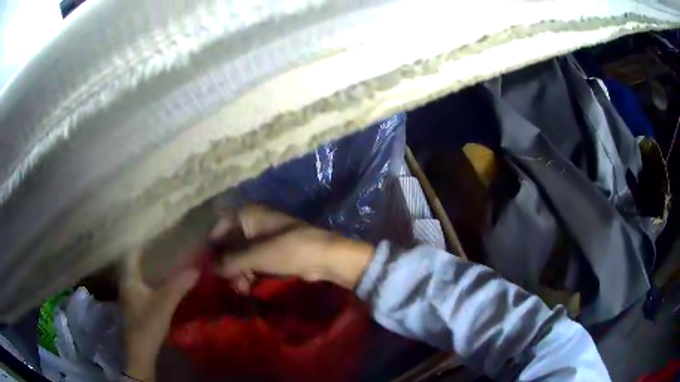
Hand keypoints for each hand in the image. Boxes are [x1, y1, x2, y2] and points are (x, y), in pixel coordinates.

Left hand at [119, 250, 198, 380]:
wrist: (141, 350)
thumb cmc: (147, 323)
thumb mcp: (164, 304)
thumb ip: (178, 286)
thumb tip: (196, 269)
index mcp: (129, 279)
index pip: (131, 254)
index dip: (141, 244)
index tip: (156, 237)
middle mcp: (126, 285)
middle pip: (134, 264)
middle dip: (147, 256)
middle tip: (163, 248)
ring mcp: (130, 297)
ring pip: (138, 277)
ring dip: (148, 269)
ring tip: (164, 263)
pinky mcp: (135, 307)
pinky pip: (141, 287)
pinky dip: (150, 282)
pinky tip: (160, 285)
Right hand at [213, 205, 374, 291]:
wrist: (324, 257)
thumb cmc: (288, 250)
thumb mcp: (255, 255)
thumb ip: (230, 261)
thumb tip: (212, 269)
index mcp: (248, 215)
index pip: (220, 225)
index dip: (212, 244)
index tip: (208, 263)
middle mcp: (253, 224)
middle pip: (230, 242)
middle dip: (226, 263)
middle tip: (226, 281)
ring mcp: (263, 239)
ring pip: (241, 255)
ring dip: (237, 271)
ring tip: (240, 288)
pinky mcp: (273, 253)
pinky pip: (253, 262)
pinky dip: (248, 273)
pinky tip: (247, 287)